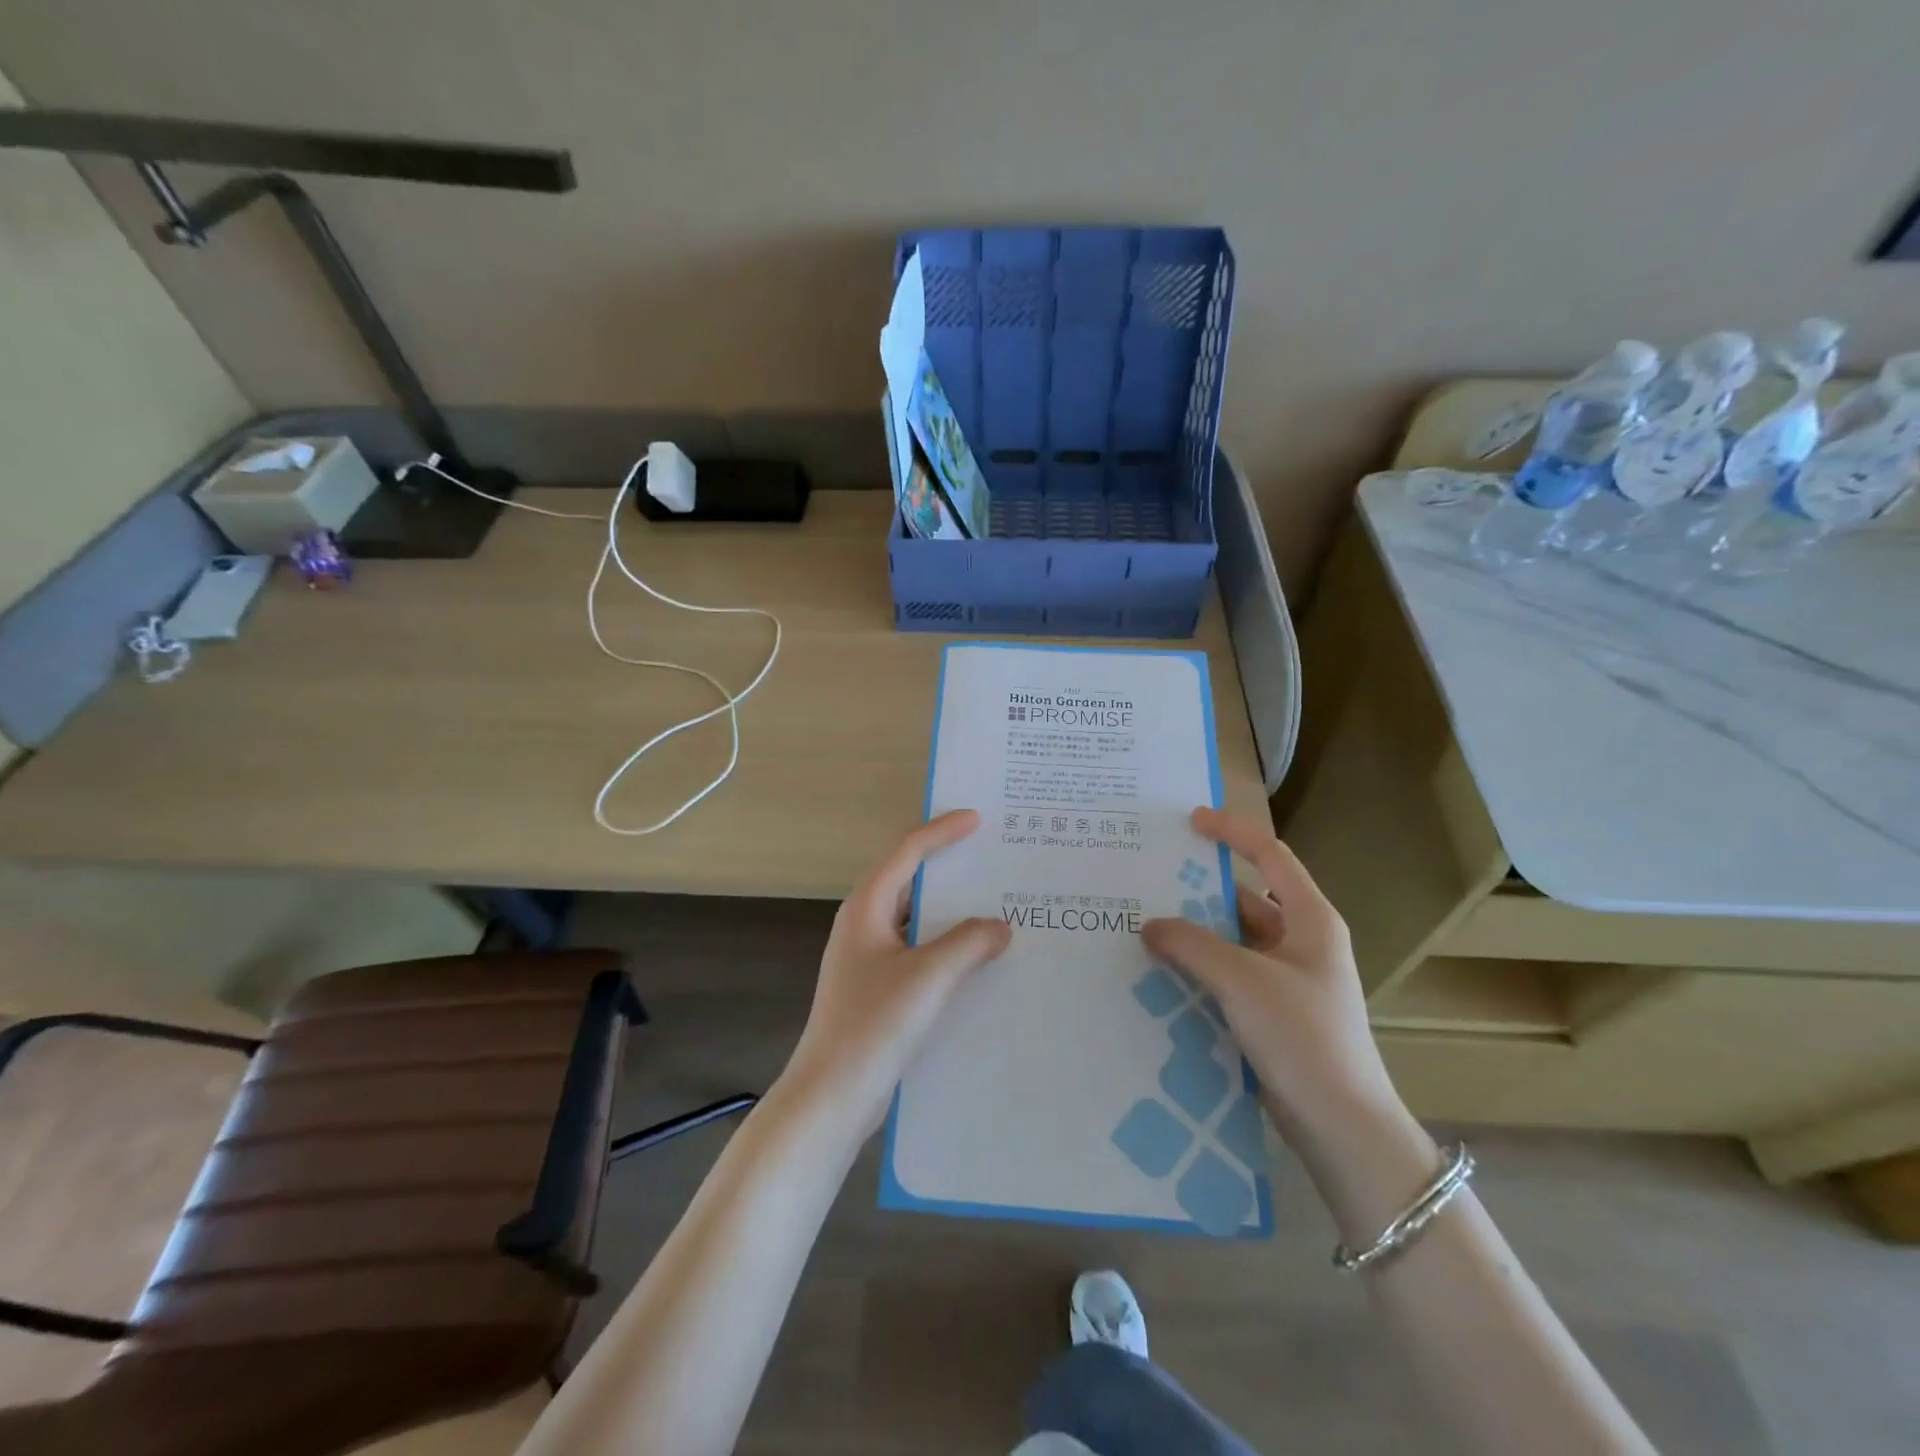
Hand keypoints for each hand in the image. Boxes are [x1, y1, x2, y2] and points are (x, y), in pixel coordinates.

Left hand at [779, 810, 1012, 1136]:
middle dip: (949, 868)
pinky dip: (947, 944)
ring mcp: (868, 957)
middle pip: (909, 880)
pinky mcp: (877, 987)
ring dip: (951, 911)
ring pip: (916, 918)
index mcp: (867, 907)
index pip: (907, 852)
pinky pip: (918, 950)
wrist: (832, 1094)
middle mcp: (864, 924)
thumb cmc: (875, 1023)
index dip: (942, 831)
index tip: (977, 819)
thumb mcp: (929, 976)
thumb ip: (969, 943)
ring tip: (994, 904)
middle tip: (991, 857)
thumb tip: (1001, 926)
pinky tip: (977, 958)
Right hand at [1141, 807, 1404, 1154]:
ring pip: (1234, 940)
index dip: (1232, 832)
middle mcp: (1302, 942)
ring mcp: (1288, 980)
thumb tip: (1149, 925)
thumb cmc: (1302, 1036)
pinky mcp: (1274, 1013)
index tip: (1191, 821)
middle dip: (1199, 890)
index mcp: (1310, 920)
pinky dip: (1200, 969)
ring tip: (1145, 927)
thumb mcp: (1242, 980)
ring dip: (1195, 934)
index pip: (1270, 856)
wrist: (1341, 1126)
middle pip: (1245, 899)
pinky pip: (1230, 975)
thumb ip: (1191, 945)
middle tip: (1150, 881)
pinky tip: (1163, 974)